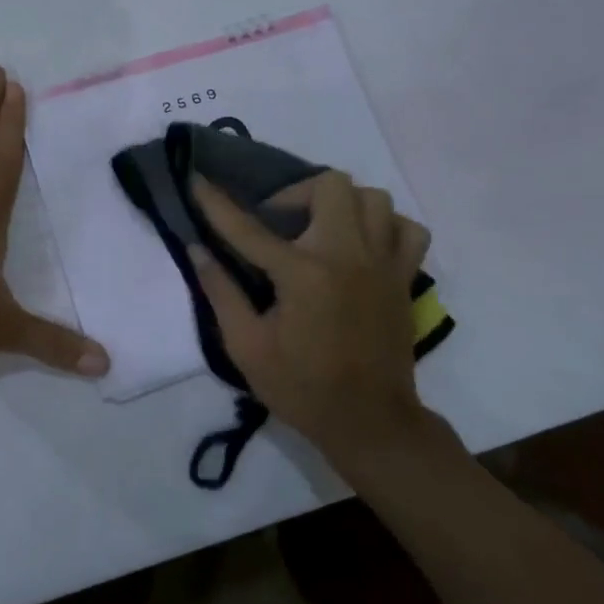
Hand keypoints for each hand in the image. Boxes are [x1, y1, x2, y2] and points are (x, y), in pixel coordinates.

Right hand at [190, 171, 438, 467]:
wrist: (371, 424)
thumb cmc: (301, 388)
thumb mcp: (246, 347)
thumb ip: (220, 292)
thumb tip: (196, 249)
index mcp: (302, 274)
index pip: (249, 227)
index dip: (216, 202)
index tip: (197, 179)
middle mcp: (346, 256)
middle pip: (330, 186)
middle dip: (296, 193)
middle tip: (278, 221)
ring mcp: (382, 264)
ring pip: (373, 198)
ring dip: (341, 203)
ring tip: (320, 227)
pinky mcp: (404, 278)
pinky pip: (407, 228)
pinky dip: (386, 224)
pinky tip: (363, 242)